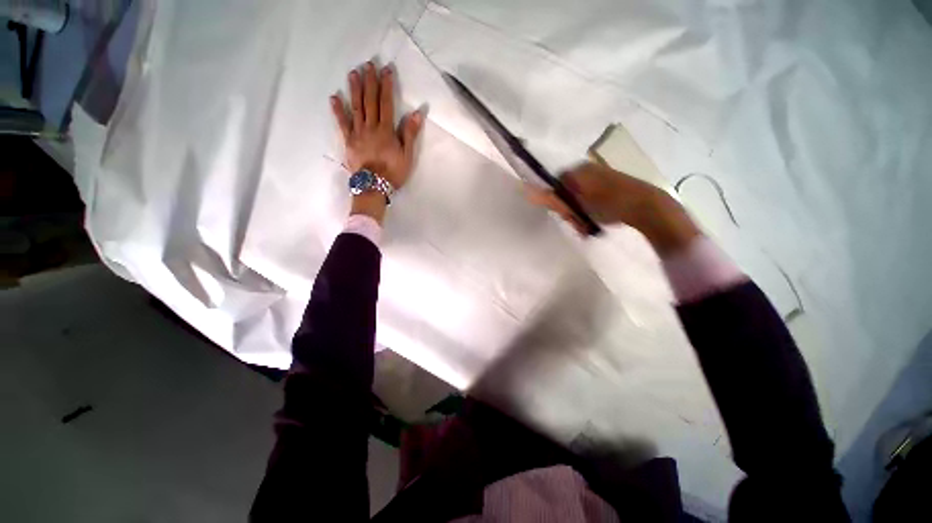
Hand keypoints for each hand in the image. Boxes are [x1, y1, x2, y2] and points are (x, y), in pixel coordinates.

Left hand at [331, 62, 423, 191]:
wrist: (374, 186)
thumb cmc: (393, 172)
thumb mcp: (407, 155)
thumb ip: (410, 134)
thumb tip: (416, 114)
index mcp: (386, 130)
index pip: (386, 103)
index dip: (386, 86)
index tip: (386, 70)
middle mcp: (371, 127)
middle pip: (370, 101)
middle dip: (370, 82)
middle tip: (368, 65)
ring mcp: (358, 133)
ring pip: (356, 108)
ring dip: (354, 90)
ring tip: (353, 73)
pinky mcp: (348, 141)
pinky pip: (342, 124)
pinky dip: (338, 111)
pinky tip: (334, 98)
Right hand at [526, 162, 700, 255]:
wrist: (647, 207)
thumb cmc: (608, 205)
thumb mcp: (576, 205)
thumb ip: (552, 199)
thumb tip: (525, 190)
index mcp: (578, 169)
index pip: (555, 185)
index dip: (557, 202)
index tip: (565, 215)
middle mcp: (588, 169)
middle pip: (567, 191)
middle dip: (570, 210)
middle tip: (578, 223)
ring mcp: (601, 176)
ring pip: (580, 197)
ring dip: (580, 213)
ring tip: (588, 225)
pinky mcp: (613, 184)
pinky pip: (593, 197)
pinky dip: (592, 210)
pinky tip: (598, 220)